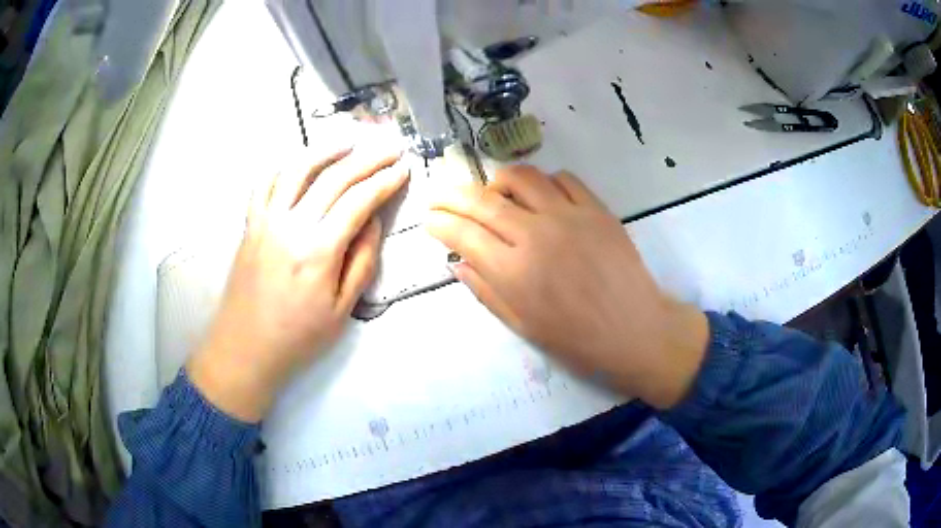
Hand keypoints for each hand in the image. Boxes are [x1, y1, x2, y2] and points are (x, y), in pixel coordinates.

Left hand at [188, 134, 408, 421]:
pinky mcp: (250, 224)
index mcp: (318, 250)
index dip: (384, 182)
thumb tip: (372, 223)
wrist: (244, 348)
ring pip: (297, 169)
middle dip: (366, 158)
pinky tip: (299, 160)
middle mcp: (291, 225)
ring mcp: (265, 220)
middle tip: (389, 147)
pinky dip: (284, 165)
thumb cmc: (297, 337)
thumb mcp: (342, 310)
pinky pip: (265, 183)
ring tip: (348, 140)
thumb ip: (361, 262)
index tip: (403, 168)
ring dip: (325, 149)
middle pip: (333, 178)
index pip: (358, 202)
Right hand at [426, 165, 707, 408]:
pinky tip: (540, 198)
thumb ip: (486, 292)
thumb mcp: (523, 327)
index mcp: (514, 272)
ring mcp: (569, 216)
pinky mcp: (596, 208)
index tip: (429, 221)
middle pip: (483, 201)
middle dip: (452, 196)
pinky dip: (543, 183)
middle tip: (440, 196)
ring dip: (498, 182)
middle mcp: (536, 235)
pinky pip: (563, 179)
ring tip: (493, 194)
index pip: (463, 235)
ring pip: (522, 177)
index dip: (440, 224)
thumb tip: (458, 264)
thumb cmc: (577, 339)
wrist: (635, 329)